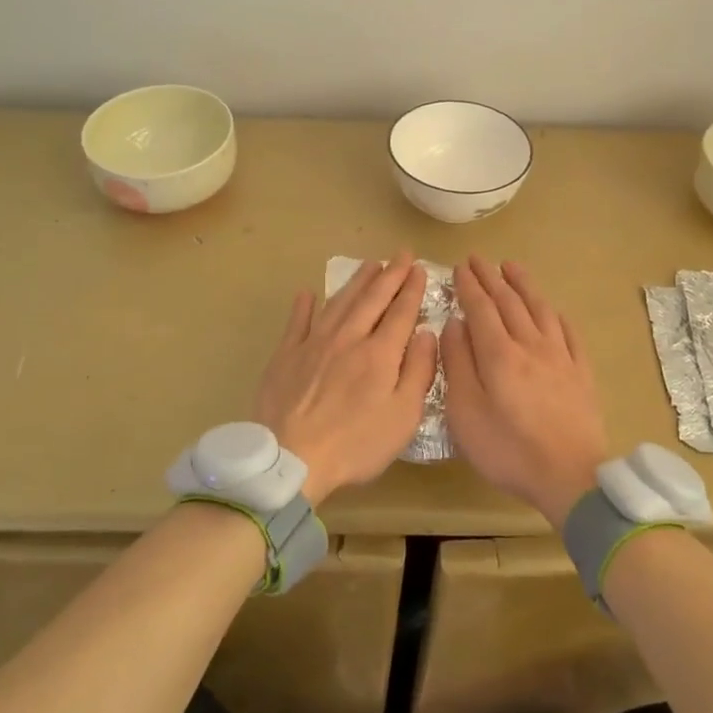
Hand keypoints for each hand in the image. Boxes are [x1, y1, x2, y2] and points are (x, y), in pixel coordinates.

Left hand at [254, 250, 438, 504]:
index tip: (419, 268)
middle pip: (372, 299)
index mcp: (379, 353)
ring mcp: (313, 343)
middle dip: (390, 274)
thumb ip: (419, 371)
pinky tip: (308, 293)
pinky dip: (304, 305)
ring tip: (370, 264)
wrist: (290, 458)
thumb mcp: (403, 417)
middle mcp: (348, 338)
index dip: (412, 288)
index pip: (401, 312)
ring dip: (356, 281)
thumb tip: (426, 332)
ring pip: (339, 303)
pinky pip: (297, 322)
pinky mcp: (286, 355)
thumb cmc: (355, 444)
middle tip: (401, 254)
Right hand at [442, 256, 609, 528]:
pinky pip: (568, 332)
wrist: (570, 476)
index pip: (481, 308)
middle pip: (509, 302)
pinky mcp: (580, 372)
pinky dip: (555, 314)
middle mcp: (530, 345)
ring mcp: (560, 356)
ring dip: (523, 285)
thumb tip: (455, 324)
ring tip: (512, 267)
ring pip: (539, 309)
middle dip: (491, 278)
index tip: (460, 267)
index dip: (469, 286)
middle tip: (478, 259)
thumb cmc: (508, 449)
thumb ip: (458, 364)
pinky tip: (551, 309)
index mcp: (498, 354)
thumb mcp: (465, 412)